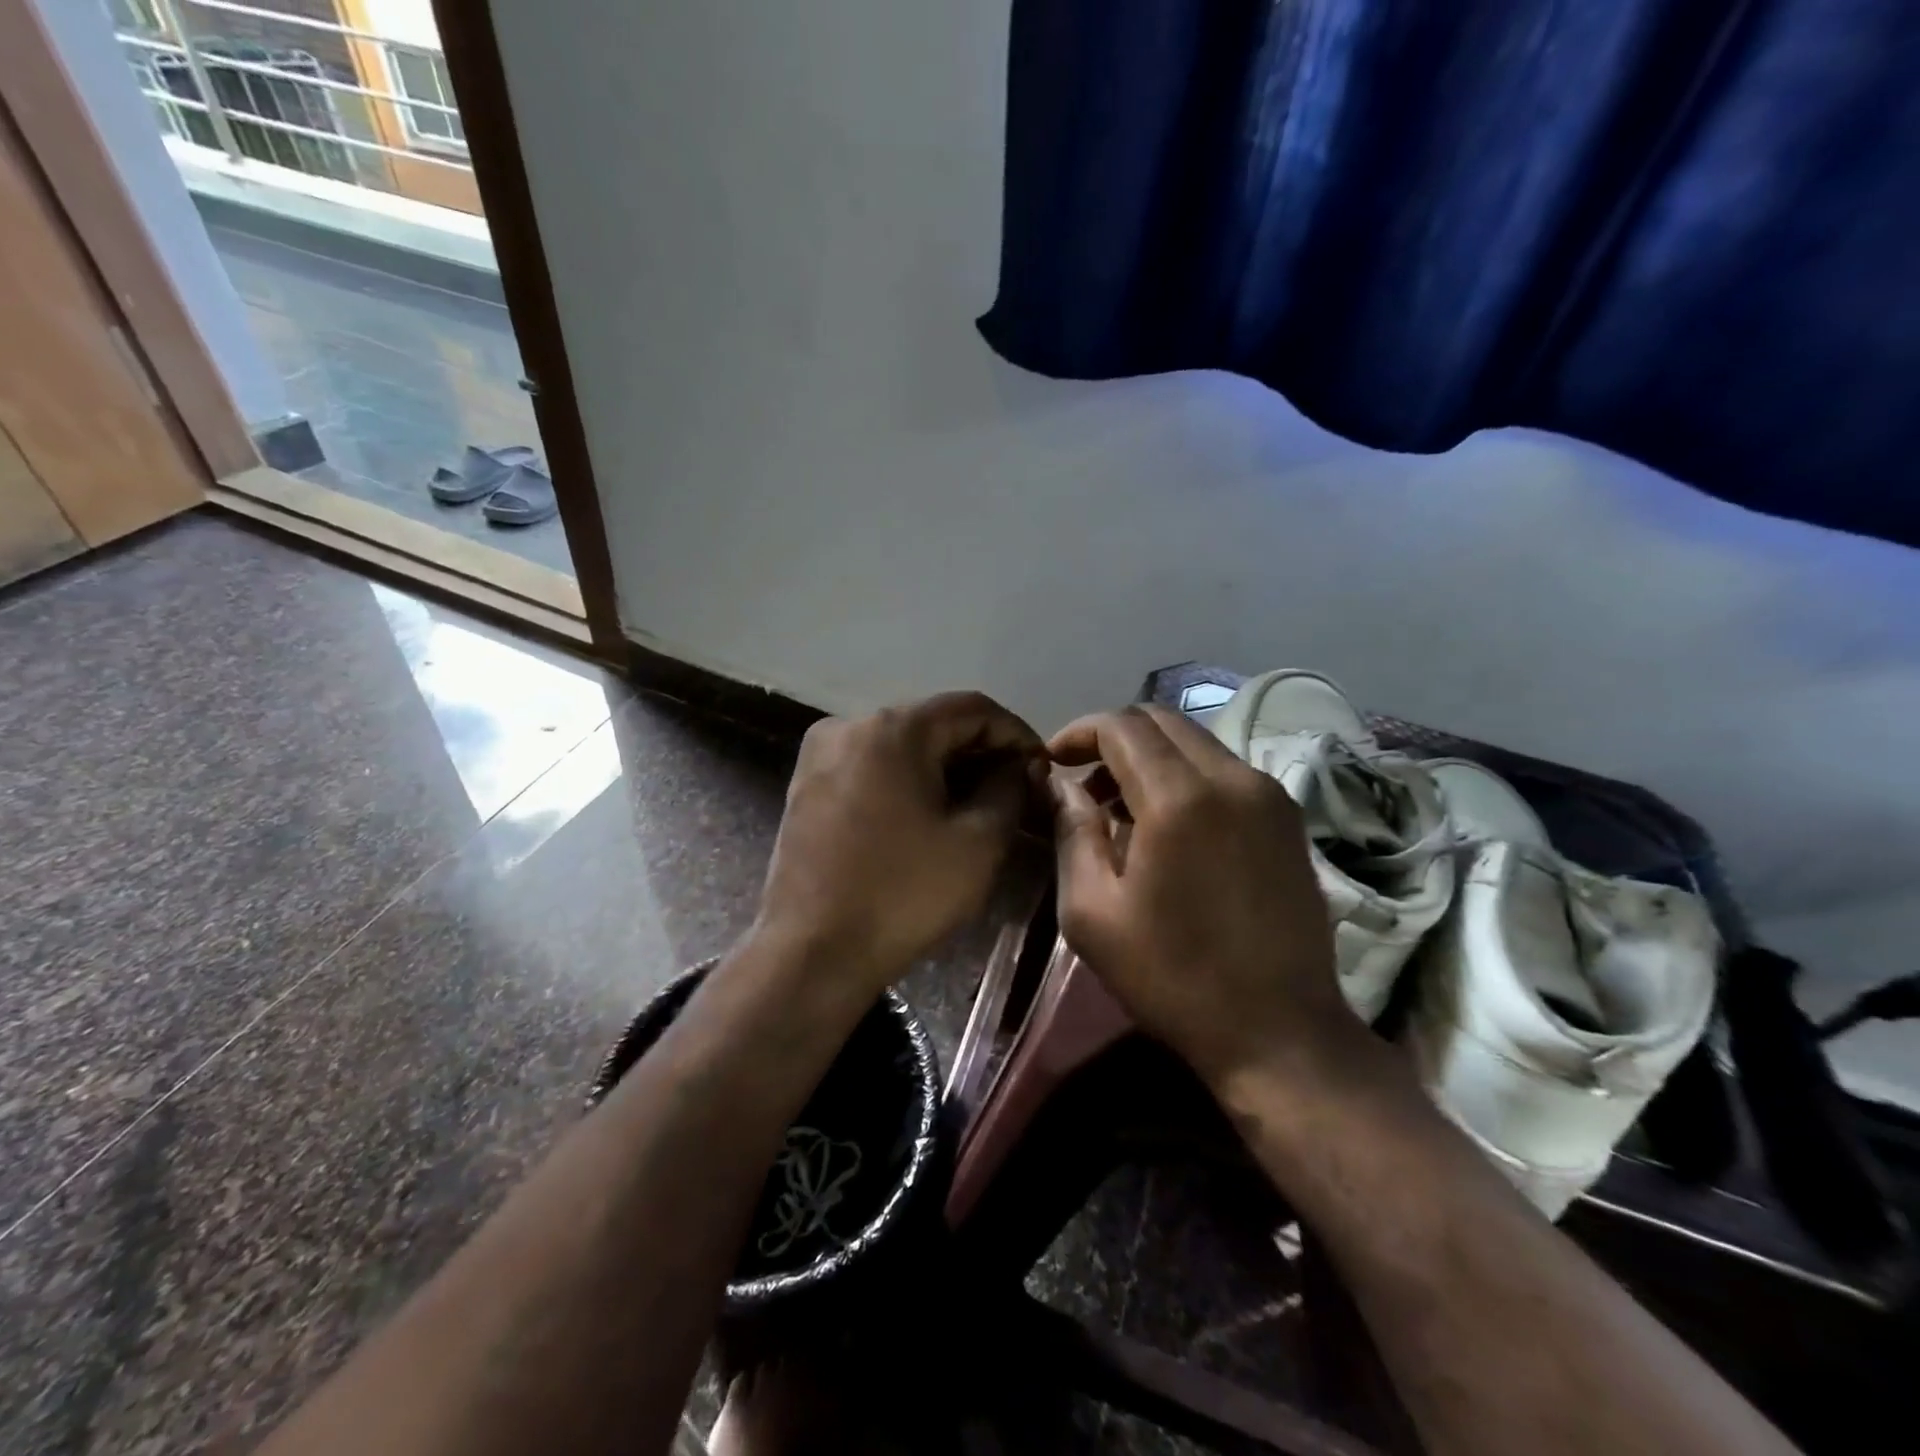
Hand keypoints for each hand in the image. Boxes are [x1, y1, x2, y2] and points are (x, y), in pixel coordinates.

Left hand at [754, 692, 1045, 996]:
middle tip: (1015, 788)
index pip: (971, 708)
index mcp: (893, 729)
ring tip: (978, 802)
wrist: (812, 953)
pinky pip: (871, 765)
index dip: (1014, 732)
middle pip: (932, 722)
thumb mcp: (979, 842)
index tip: (1040, 767)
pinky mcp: (806, 784)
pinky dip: (907, 779)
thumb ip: (1009, 788)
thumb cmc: (904, 895)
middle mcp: (849, 725)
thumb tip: (1018, 766)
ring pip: (900, 744)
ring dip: (944, 766)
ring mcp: (820, 754)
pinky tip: (929, 812)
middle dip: (979, 751)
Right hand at [1049, 705, 1351, 1085]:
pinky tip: (1168, 824)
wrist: (1280, 1030)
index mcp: (1179, 798)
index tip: (1052, 762)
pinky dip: (1185, 775)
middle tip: (1083, 781)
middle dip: (1113, 737)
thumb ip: (1071, 832)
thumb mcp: (1093, 912)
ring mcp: (1268, 793)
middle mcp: (1231, 778)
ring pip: (1195, 742)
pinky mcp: (1288, 816)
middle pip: (1161, 720)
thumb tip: (1060, 784)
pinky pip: (1224, 769)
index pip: (1121, 725)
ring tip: (1120, 807)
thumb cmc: (1173, 976)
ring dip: (1150, 756)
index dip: (1078, 732)